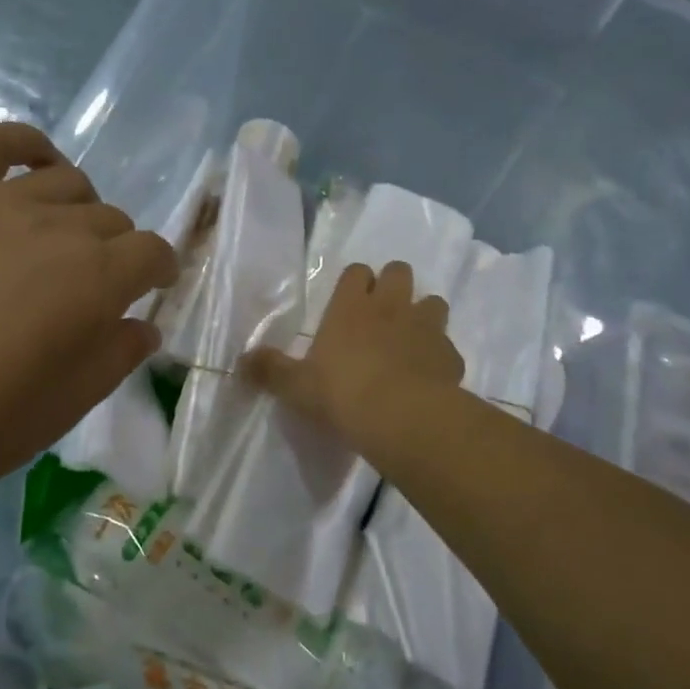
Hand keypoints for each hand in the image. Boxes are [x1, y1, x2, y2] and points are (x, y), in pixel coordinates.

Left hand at [0, 123, 176, 521]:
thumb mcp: (68, 405)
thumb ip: (119, 355)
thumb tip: (143, 325)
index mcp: (96, 278)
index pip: (152, 253)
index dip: (160, 271)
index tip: (153, 291)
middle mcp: (56, 227)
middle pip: (112, 219)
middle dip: (118, 252)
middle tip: (94, 290)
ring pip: (67, 182)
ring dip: (81, 211)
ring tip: (63, 242)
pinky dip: (26, 145)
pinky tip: (36, 164)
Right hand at [241, 261, 462, 451]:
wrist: (402, 417)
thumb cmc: (342, 393)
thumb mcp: (296, 386)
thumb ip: (270, 371)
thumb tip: (239, 362)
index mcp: (351, 306)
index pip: (356, 271)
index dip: (355, 281)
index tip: (350, 300)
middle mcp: (390, 306)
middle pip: (399, 271)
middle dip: (394, 284)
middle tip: (383, 312)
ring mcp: (425, 326)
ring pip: (433, 301)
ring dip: (424, 314)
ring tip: (412, 338)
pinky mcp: (450, 354)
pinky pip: (448, 346)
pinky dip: (440, 355)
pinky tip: (431, 375)